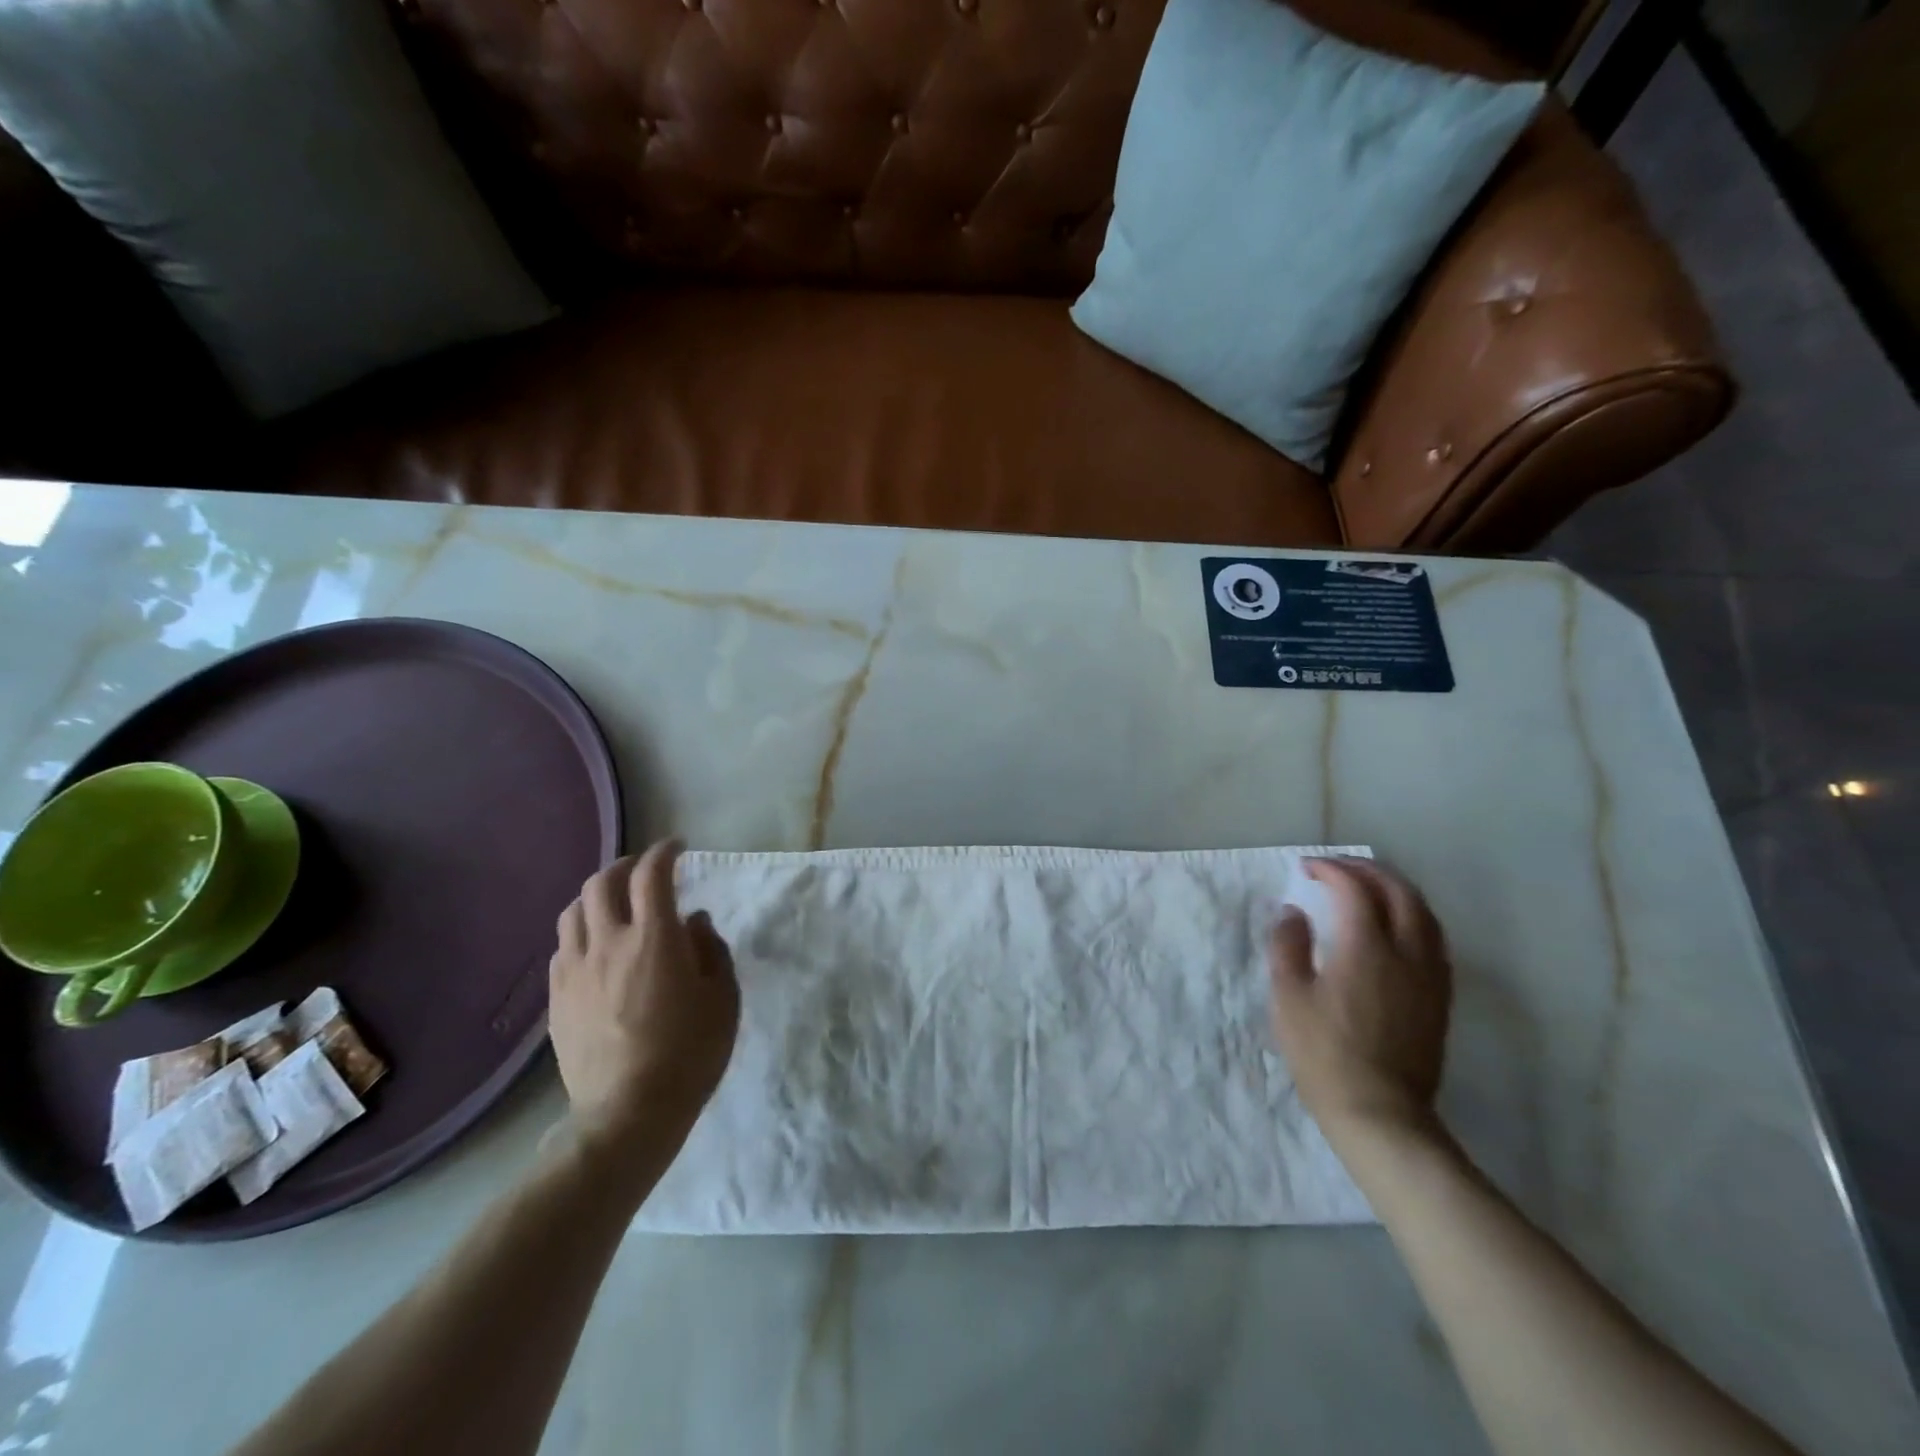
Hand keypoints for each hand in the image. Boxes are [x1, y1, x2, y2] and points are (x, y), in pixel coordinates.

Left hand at [549, 842, 739, 1168]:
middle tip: (642, 871)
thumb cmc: (690, 1053)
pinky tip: (595, 949)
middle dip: (624, 866)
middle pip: (602, 883)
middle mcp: (609, 943)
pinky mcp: (557, 999)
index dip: (663, 852)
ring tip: (614, 905)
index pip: (652, 874)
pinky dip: (581, 934)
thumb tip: (694, 921)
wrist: (629, 1113)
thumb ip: (711, 950)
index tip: (676, 848)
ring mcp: (576, 971)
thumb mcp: (723, 998)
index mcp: (655, 938)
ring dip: (595, 896)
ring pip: (574, 911)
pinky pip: (562, 949)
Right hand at [1267, 857, 1451, 1146]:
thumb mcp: (1288, 997)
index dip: (1331, 870)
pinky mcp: (1439, 998)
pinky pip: (1434, 940)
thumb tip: (1293, 913)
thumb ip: (1288, 946)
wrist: (1380, 1113)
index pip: (1354, 889)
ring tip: (1368, 888)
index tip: (1307, 868)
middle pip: (1399, 892)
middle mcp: (1406, 952)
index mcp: (1366, 948)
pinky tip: (1395, 928)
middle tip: (1338, 868)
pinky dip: (1412, 917)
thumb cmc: (1324, 1054)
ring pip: (1424, 913)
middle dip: (1368, 870)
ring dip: (1395, 890)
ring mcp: (1430, 976)